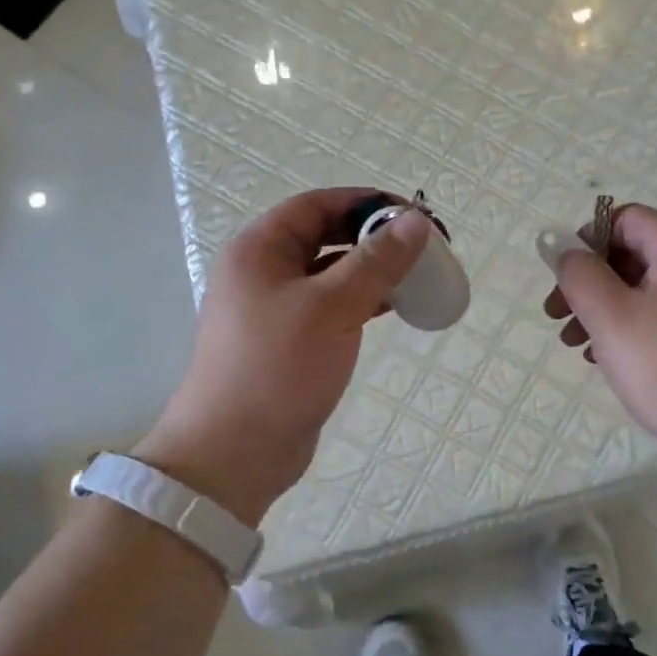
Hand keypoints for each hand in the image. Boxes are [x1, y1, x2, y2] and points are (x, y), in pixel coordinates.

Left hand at [136, 189, 429, 524]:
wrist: (235, 452)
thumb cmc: (277, 368)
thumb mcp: (331, 307)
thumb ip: (376, 262)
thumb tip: (416, 220)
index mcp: (259, 250)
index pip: (317, 205)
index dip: (365, 203)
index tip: (411, 215)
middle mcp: (264, 272)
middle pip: (325, 237)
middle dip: (373, 238)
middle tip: (421, 248)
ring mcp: (275, 309)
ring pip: (331, 274)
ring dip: (371, 271)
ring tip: (417, 277)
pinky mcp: (289, 342)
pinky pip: (331, 306)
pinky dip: (362, 301)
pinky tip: (394, 308)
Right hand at [541, 204, 656, 473]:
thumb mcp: (610, 314)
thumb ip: (578, 273)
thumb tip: (560, 245)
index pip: (626, 218)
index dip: (587, 239)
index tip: (563, 277)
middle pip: (630, 254)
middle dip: (588, 280)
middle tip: (556, 315)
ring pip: (640, 291)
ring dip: (600, 309)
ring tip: (573, 343)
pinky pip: (656, 319)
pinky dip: (625, 330)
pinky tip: (603, 360)